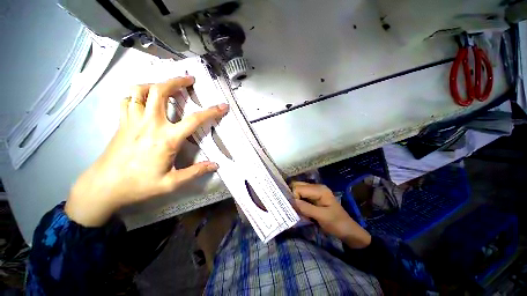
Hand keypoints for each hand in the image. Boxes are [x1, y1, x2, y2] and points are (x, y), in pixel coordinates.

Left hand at [65, 77, 228, 226]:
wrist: (104, 187)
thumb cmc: (139, 185)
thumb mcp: (171, 183)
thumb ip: (195, 172)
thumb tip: (215, 165)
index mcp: (166, 139)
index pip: (194, 120)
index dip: (211, 111)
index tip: (223, 106)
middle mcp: (150, 124)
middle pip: (161, 92)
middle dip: (177, 81)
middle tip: (189, 79)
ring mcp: (132, 121)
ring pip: (141, 90)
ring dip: (156, 83)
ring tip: (167, 86)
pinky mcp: (121, 123)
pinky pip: (127, 99)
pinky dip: (137, 94)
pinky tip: (144, 98)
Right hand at [292, 181, 370, 248]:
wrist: (348, 231)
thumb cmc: (337, 223)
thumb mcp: (322, 216)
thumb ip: (306, 208)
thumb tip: (291, 201)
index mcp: (319, 189)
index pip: (299, 188)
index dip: (294, 197)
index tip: (294, 209)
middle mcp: (316, 187)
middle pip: (297, 186)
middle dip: (292, 196)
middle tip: (291, 207)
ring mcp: (315, 192)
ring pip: (298, 191)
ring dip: (295, 199)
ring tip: (294, 209)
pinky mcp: (314, 197)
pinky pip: (302, 196)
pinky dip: (298, 201)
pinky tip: (298, 209)